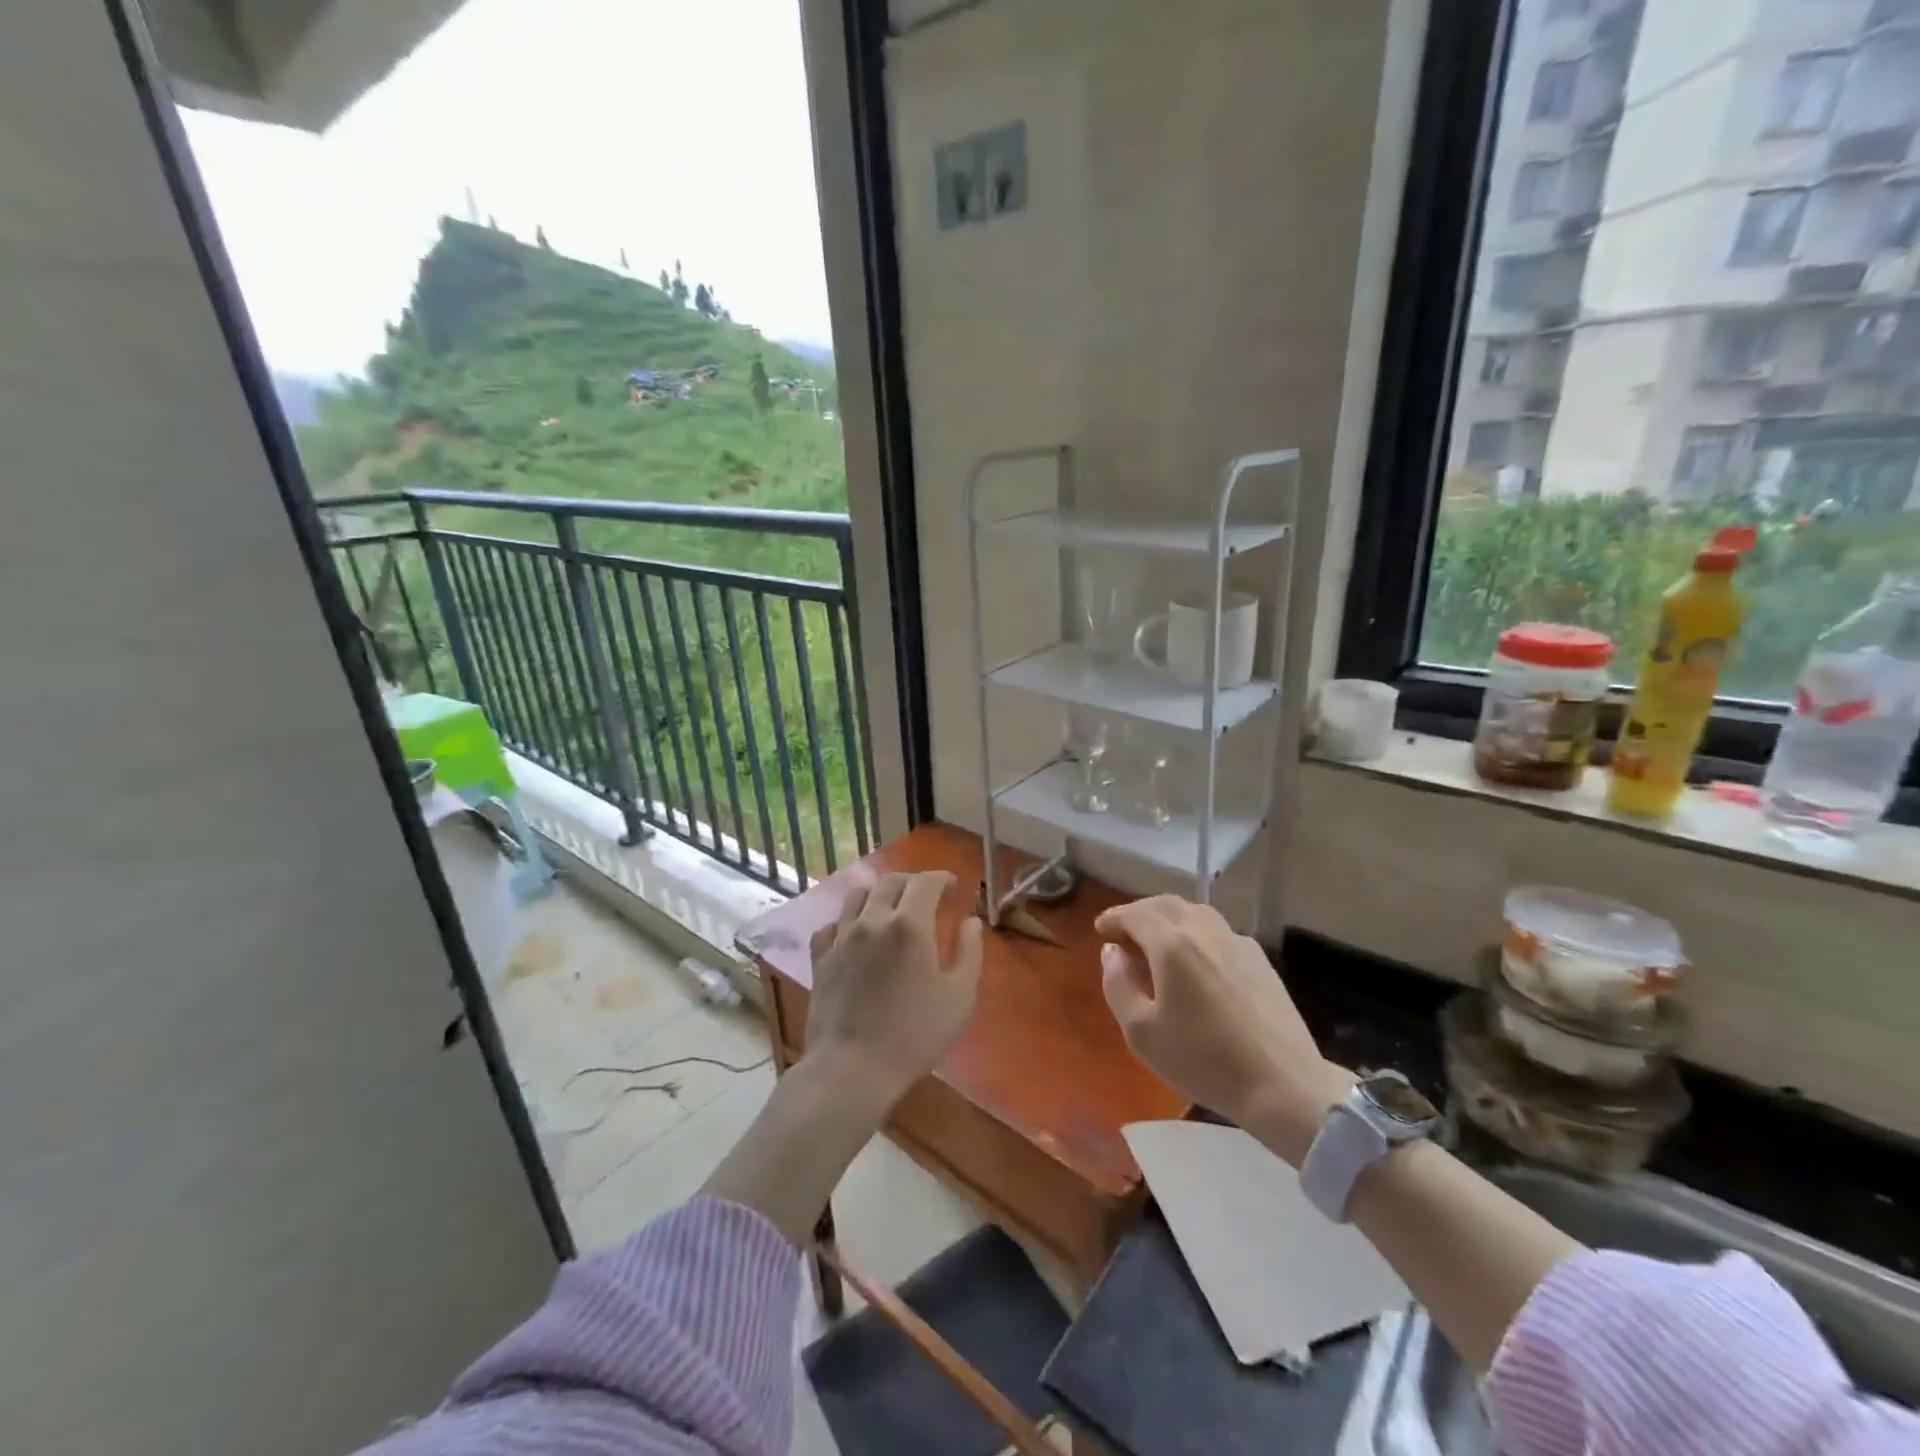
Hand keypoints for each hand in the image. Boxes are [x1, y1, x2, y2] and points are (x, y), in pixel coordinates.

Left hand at [805, 870, 983, 1107]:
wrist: (852, 1069)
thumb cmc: (914, 1035)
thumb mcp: (959, 997)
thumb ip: (970, 953)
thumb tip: (971, 922)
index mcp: (910, 925)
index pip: (926, 881)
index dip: (942, 878)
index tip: (953, 887)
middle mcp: (873, 920)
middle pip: (891, 882)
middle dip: (913, 882)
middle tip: (927, 897)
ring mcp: (841, 938)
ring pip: (857, 895)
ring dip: (878, 894)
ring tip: (890, 909)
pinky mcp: (820, 958)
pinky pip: (831, 925)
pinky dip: (846, 921)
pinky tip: (854, 934)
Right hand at [1096, 895, 1351, 1164]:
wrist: (1283, 1085)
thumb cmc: (1202, 1061)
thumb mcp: (1141, 1033)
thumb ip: (1118, 985)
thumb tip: (1112, 953)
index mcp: (1172, 945)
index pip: (1135, 914)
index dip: (1114, 917)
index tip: (1101, 929)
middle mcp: (1205, 931)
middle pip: (1167, 904)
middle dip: (1140, 913)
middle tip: (1125, 933)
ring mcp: (1237, 943)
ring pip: (1196, 913)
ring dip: (1170, 919)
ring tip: (1159, 943)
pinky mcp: (1260, 961)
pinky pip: (1219, 932)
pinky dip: (1197, 933)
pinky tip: (1197, 962)